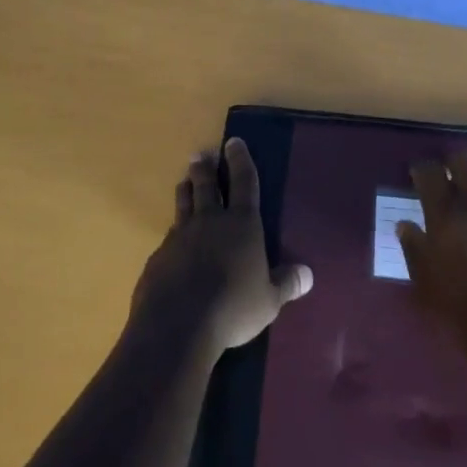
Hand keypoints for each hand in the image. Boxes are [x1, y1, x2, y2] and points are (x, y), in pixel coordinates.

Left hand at [130, 137, 312, 359]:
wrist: (177, 324)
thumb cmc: (233, 307)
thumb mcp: (268, 300)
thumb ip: (286, 284)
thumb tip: (308, 275)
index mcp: (242, 223)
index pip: (244, 181)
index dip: (240, 160)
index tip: (233, 141)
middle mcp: (210, 221)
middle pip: (207, 186)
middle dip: (206, 169)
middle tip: (201, 155)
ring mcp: (180, 237)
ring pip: (183, 204)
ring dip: (186, 190)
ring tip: (185, 180)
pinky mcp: (159, 257)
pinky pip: (168, 237)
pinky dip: (173, 232)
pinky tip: (172, 240)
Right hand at [396, 149, 466, 353]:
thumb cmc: (463, 312)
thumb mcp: (426, 284)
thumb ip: (414, 248)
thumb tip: (405, 225)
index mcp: (447, 215)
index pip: (430, 171)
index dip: (421, 169)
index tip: (417, 177)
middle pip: (466, 158)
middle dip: (453, 162)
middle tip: (448, 177)